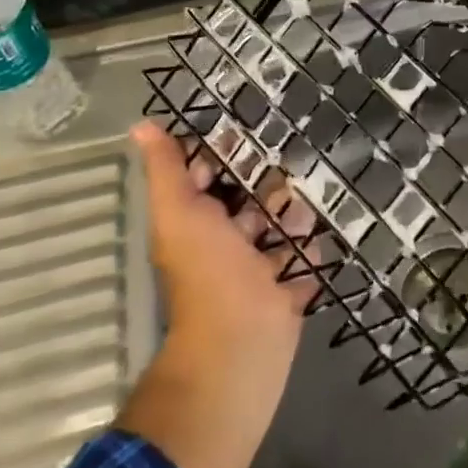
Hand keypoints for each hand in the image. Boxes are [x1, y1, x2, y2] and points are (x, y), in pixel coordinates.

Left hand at [135, 119, 319, 367]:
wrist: (242, 344)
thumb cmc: (210, 272)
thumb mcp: (180, 212)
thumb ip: (166, 170)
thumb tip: (141, 124)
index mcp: (198, 224)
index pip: (210, 178)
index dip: (227, 154)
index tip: (254, 126)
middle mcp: (226, 244)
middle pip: (252, 202)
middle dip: (273, 184)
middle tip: (300, 158)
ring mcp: (258, 269)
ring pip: (281, 229)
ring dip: (297, 214)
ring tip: (315, 197)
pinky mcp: (287, 290)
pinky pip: (304, 260)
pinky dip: (313, 248)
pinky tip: (326, 230)